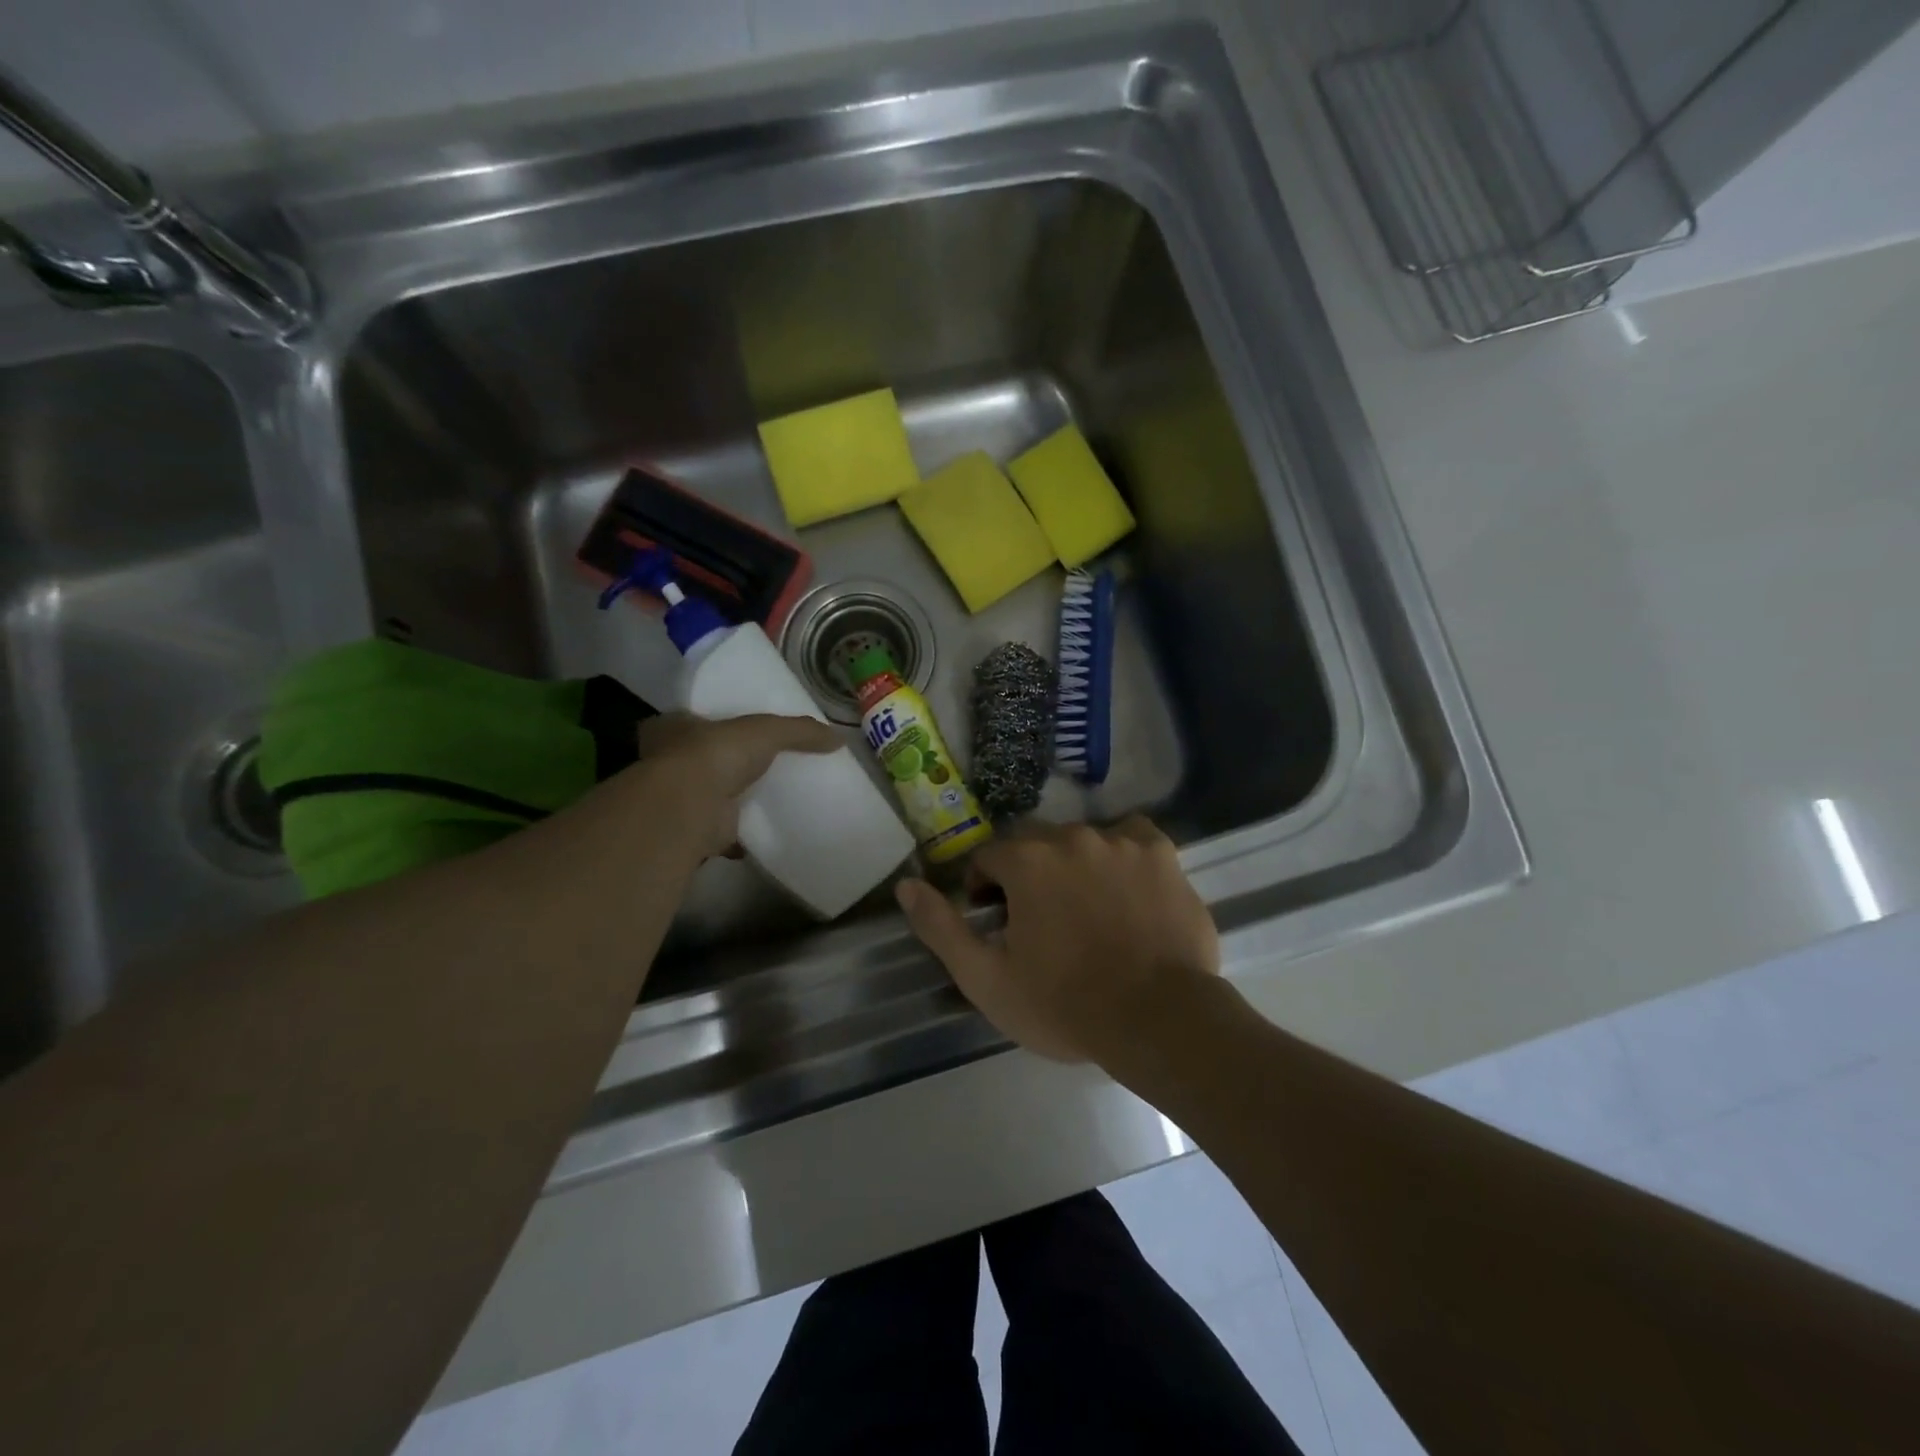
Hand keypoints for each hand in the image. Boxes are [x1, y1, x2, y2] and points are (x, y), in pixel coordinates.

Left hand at [636, 712, 842, 860]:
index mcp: (672, 727)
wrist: (691, 807)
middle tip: (756, 766)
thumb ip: (800, 731)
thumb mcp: (766, 730)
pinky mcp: (692, 830)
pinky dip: (737, 834)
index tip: (736, 730)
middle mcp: (666, 761)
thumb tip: (839, 739)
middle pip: (698, 759)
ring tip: (763, 798)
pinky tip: (761, 831)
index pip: (691, 719)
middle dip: (724, 763)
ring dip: (730, 799)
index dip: (712, 722)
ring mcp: (677, 799)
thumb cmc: (716, 754)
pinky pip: (719, 831)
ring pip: (707, 795)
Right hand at [894, 818, 1219, 1062]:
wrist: (1158, 1021)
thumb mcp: (986, 979)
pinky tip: (1125, 886)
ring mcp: (1121, 841)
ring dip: (1073, 865)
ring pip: (1082, 840)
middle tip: (1040, 921)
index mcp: (1027, 861)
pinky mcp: (1162, 854)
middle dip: (1028, 874)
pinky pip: (1132, 837)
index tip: (996, 921)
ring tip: (1086, 910)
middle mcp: (1071, 837)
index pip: (989, 856)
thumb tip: (906, 885)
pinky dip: (1121, 854)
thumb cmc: (1064, 1005)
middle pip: (1035, 844)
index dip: (985, 887)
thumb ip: (941, 928)